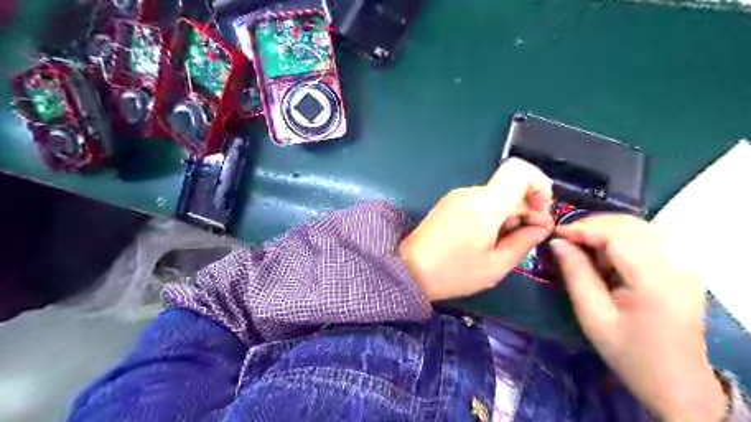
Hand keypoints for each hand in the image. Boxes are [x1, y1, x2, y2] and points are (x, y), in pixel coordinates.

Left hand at [402, 157, 552, 300]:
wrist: (408, 270)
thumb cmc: (453, 272)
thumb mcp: (495, 265)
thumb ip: (523, 242)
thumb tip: (541, 227)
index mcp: (486, 203)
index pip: (520, 170)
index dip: (539, 186)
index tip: (540, 214)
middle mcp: (471, 192)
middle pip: (510, 188)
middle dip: (526, 209)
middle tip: (526, 239)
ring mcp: (457, 196)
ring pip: (495, 196)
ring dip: (508, 215)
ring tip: (502, 245)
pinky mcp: (449, 204)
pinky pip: (480, 202)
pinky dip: (491, 216)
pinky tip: (485, 240)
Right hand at [550, 216, 726, 420]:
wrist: (677, 383)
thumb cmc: (630, 354)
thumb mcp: (593, 317)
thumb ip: (575, 274)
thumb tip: (557, 242)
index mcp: (655, 283)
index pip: (618, 236)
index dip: (584, 228)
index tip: (556, 233)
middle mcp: (677, 267)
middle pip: (631, 225)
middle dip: (593, 225)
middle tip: (566, 239)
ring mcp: (685, 266)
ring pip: (640, 227)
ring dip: (606, 230)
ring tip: (582, 247)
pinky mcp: (683, 269)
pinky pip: (648, 238)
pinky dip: (621, 238)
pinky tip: (606, 255)